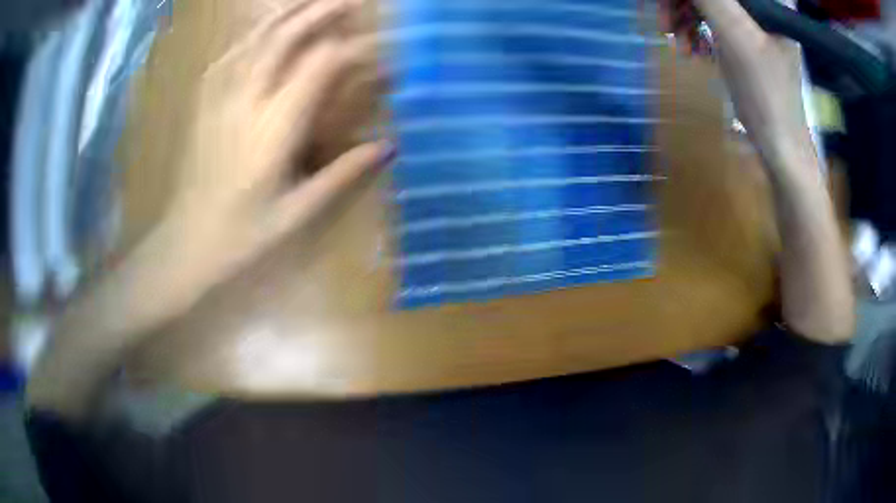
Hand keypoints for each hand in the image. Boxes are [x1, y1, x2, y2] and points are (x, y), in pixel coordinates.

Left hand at [164, 0, 390, 302]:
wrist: (184, 246)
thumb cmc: (240, 238)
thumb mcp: (296, 215)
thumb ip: (341, 175)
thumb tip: (387, 146)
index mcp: (271, 130)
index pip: (320, 67)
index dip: (356, 48)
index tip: (384, 46)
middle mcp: (244, 103)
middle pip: (285, 39)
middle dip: (322, 12)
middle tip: (353, 0)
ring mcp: (219, 99)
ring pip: (256, 40)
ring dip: (289, 14)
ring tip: (314, 0)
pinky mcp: (205, 104)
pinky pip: (231, 55)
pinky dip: (254, 33)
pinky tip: (266, 27)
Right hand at [668, 0, 816, 176]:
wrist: (779, 144)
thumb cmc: (765, 92)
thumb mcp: (734, 34)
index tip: (670, 6)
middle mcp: (763, 3)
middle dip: (682, 4)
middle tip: (665, 24)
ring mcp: (755, 20)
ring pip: (707, 3)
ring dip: (684, 18)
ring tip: (679, 43)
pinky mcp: (747, 36)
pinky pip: (711, 18)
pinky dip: (696, 30)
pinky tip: (694, 49)